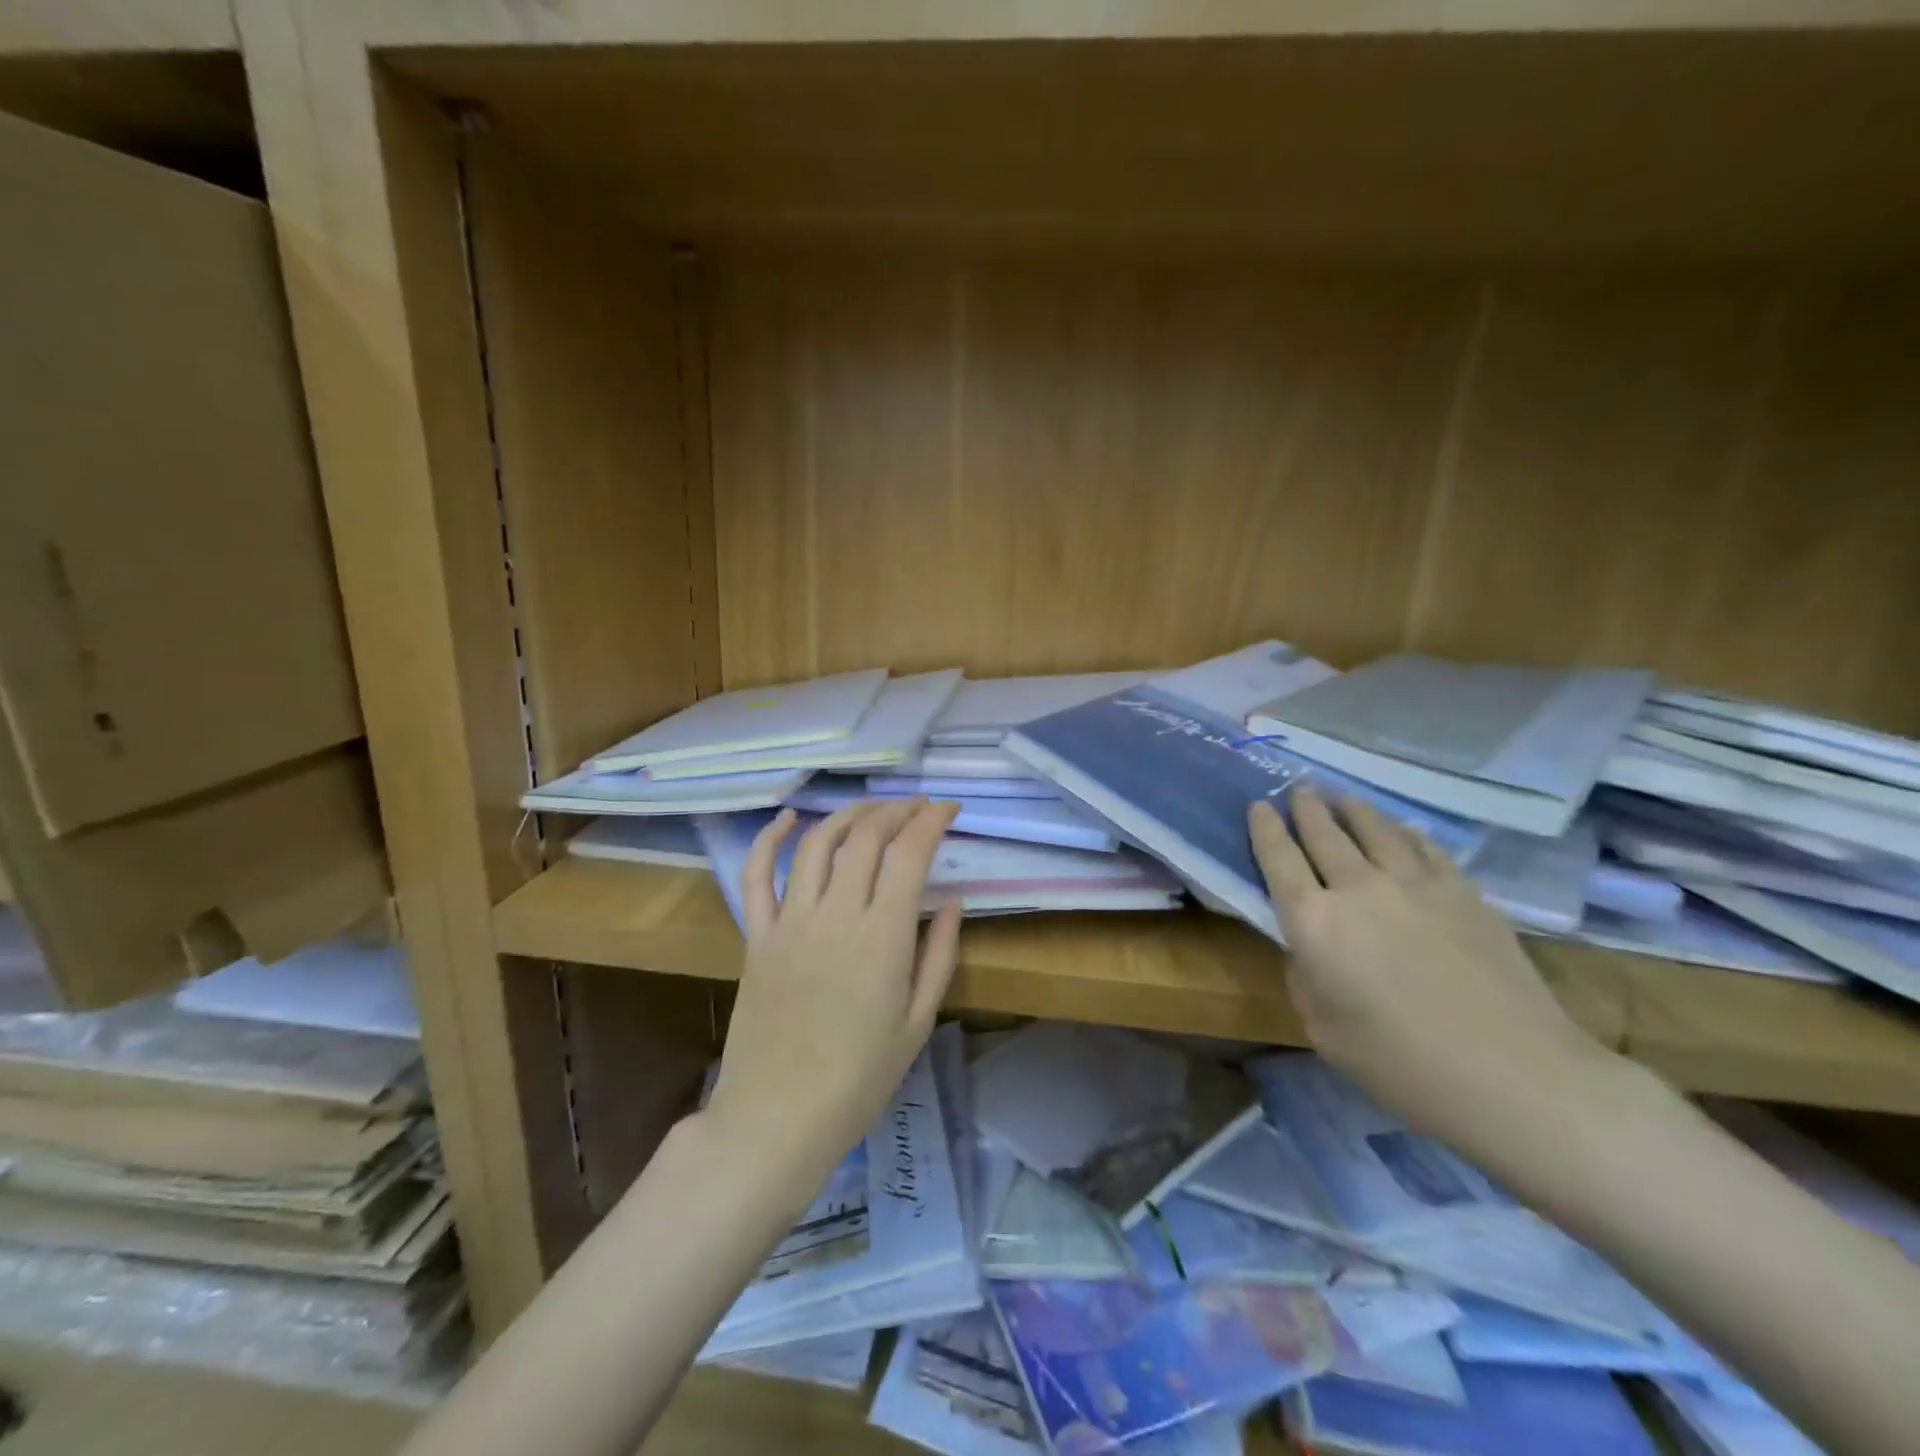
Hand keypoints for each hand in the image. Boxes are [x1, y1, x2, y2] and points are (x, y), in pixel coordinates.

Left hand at [705, 800, 962, 1199]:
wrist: (778, 1118)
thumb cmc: (860, 1079)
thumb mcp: (918, 1023)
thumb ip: (940, 956)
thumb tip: (955, 901)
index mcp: (883, 937)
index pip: (909, 854)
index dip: (931, 821)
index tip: (948, 809)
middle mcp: (836, 915)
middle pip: (866, 837)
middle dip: (897, 810)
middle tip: (917, 808)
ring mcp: (790, 922)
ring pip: (818, 844)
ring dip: (849, 815)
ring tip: (872, 809)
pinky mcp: (757, 936)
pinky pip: (757, 875)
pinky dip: (770, 839)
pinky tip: (789, 818)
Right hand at [1248, 788, 1618, 1152]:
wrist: (1514, 1076)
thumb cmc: (1400, 1064)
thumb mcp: (1322, 1029)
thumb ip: (1305, 977)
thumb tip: (1309, 949)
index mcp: (1312, 921)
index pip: (1277, 857)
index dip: (1264, 827)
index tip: (1258, 805)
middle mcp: (1357, 887)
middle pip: (1324, 831)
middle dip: (1306, 807)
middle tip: (1299, 790)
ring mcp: (1415, 883)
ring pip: (1375, 828)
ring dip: (1352, 809)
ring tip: (1342, 798)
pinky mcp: (1463, 892)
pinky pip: (1425, 847)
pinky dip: (1405, 833)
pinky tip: (1402, 831)